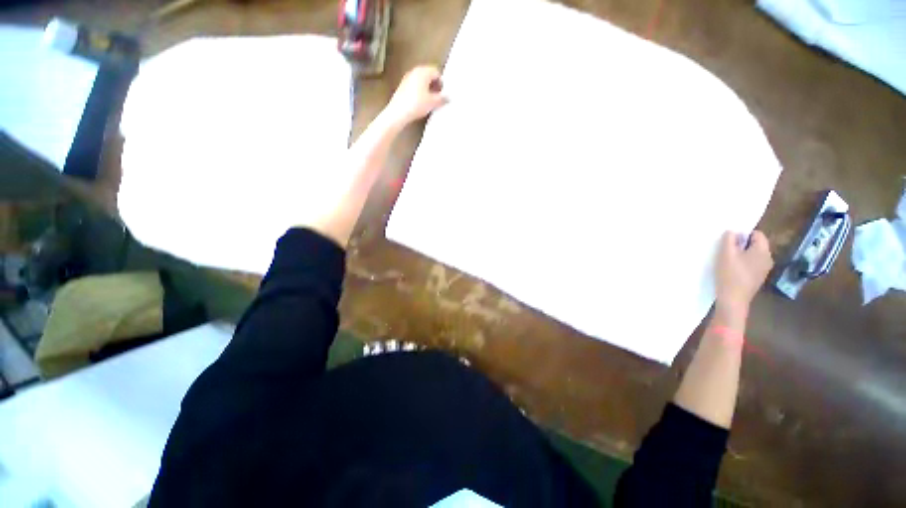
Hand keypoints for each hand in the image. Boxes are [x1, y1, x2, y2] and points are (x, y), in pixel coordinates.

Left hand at [384, 65, 448, 125]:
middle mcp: (414, 72)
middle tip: (438, 93)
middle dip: (434, 82)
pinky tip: (420, 99)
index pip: (437, 72)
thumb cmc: (416, 104)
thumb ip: (443, 98)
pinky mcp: (401, 86)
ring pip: (420, 78)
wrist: (397, 113)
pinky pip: (414, 83)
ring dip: (426, 85)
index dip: (441, 82)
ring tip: (429, 97)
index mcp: (423, 71)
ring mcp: (406, 78)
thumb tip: (447, 97)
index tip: (443, 91)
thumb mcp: (434, 102)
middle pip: (428, 74)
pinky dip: (419, 88)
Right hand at [715, 230, 773, 320]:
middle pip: (756, 244)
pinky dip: (746, 266)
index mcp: (763, 250)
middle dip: (745, 246)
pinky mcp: (759, 281)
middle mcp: (768, 259)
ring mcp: (764, 272)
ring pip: (754, 256)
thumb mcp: (726, 251)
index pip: (756, 233)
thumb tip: (734, 234)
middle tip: (732, 253)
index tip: (733, 245)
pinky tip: (736, 274)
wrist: (732, 305)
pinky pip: (754, 266)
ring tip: (733, 264)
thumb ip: (730, 236)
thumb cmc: (731, 276)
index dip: (744, 235)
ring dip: (744, 256)